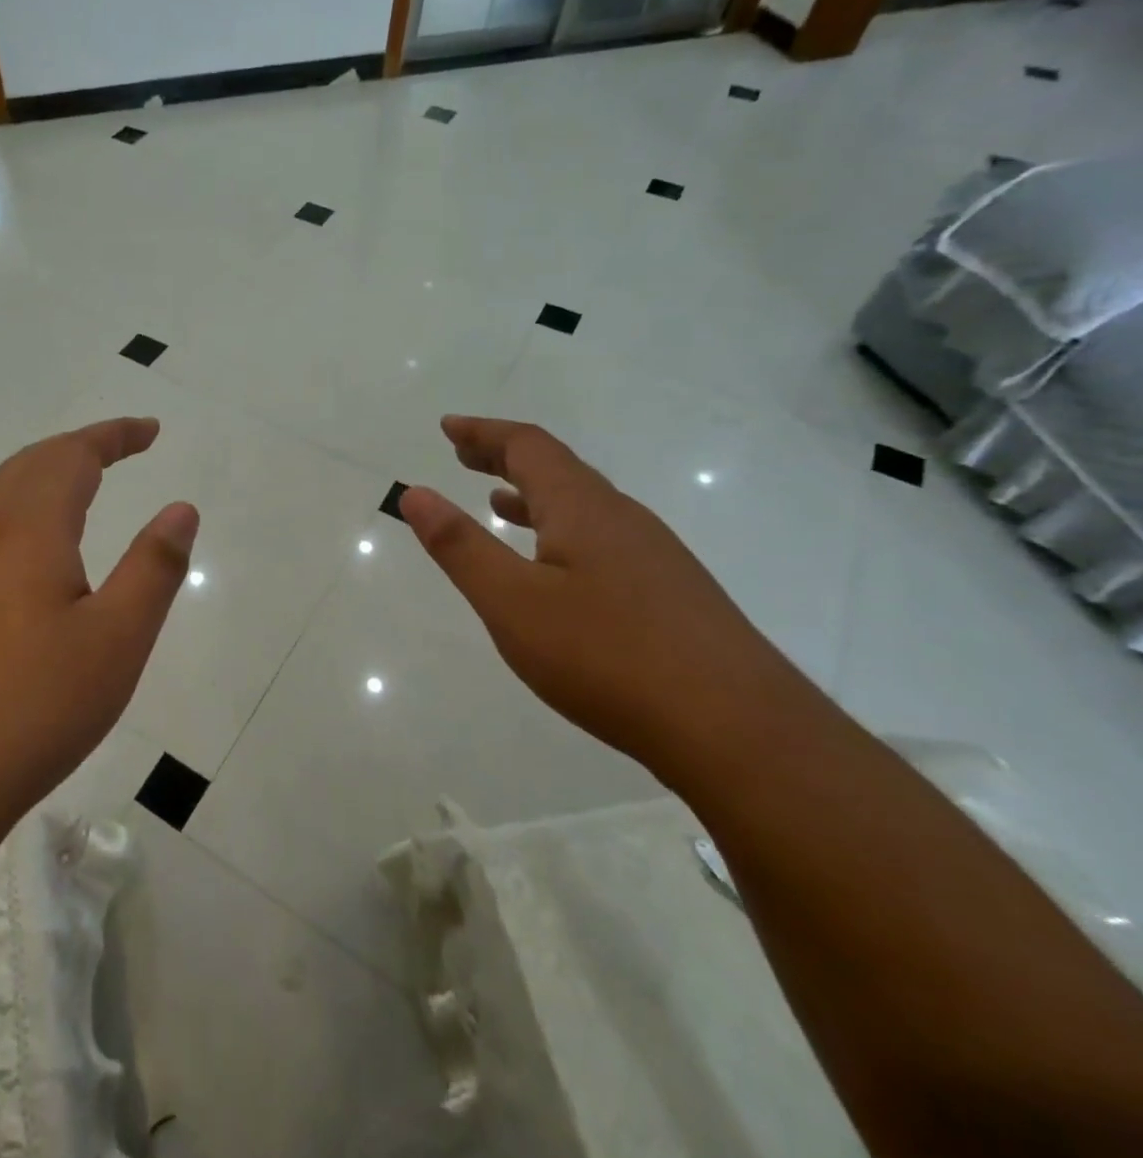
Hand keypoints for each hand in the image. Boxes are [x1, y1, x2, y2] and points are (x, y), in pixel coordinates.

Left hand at [0, 418, 197, 834]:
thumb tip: (181, 508)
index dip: (114, 435)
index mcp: (27, 530)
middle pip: (30, 464)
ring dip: (45, 477)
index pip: (73, 455)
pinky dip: (22, 514)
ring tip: (83, 489)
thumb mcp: (116, 641)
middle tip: (122, 448)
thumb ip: (153, 568)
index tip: (150, 430)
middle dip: (80, 447)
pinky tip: (33, 557)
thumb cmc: (29, 708)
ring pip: (0, 497)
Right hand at [399, 416, 804, 765]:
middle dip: (506, 456)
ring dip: (534, 494)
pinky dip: (562, 531)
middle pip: (559, 468)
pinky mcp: (672, 594)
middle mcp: (623, 518)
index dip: (484, 432)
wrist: (740, 731)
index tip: (448, 426)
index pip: (529, 447)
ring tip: (499, 500)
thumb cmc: (608, 657)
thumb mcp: (512, 602)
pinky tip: (556, 567)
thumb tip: (415, 493)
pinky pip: (603, 538)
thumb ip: (460, 546)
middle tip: (464, 453)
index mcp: (583, 508)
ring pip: (584, 505)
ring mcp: (655, 556)